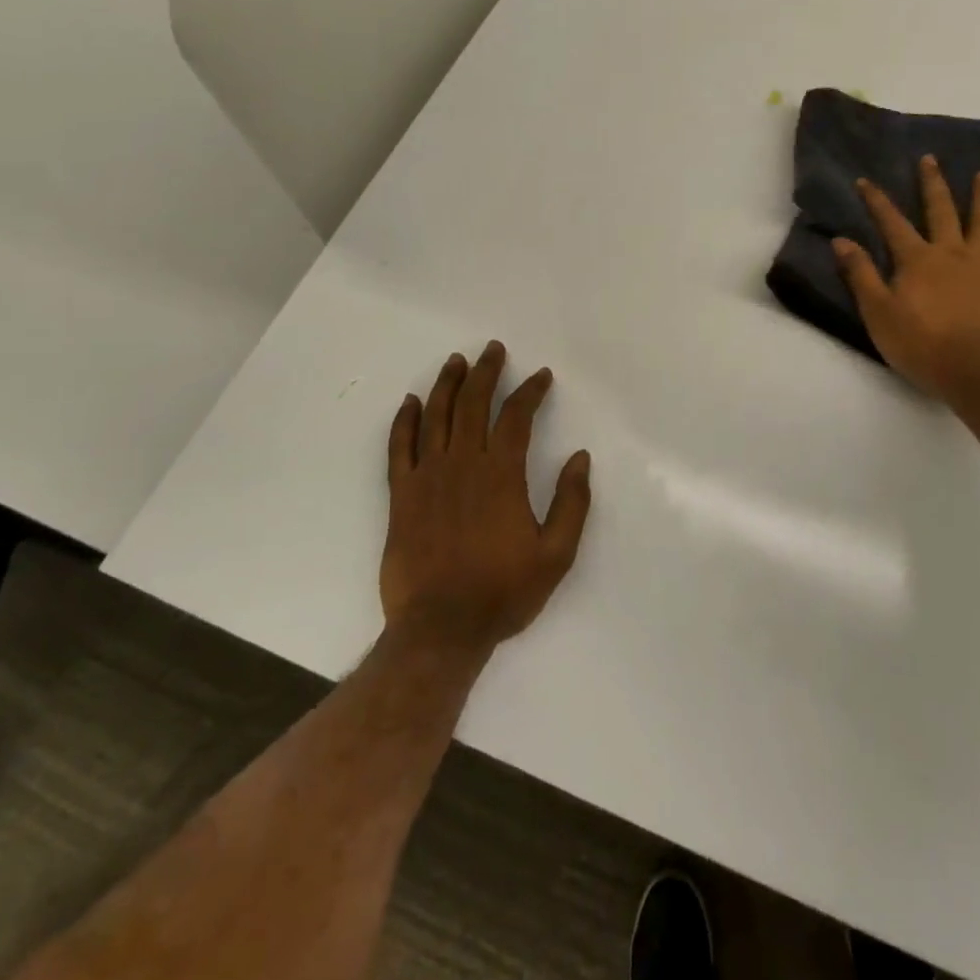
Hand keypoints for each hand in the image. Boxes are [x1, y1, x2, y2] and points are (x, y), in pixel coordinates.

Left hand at [382, 342, 592, 655]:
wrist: (440, 629)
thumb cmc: (503, 592)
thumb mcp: (556, 555)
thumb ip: (571, 503)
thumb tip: (580, 458)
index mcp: (501, 475)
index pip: (516, 417)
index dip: (530, 391)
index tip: (541, 376)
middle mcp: (463, 465)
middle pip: (474, 404)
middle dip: (487, 372)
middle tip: (494, 350)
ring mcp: (427, 477)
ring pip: (436, 416)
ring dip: (448, 384)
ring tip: (457, 361)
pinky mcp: (401, 495)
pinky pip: (399, 447)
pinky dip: (404, 421)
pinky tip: (410, 402)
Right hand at [832, 157, 979, 402]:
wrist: (972, 370)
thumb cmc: (918, 344)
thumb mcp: (877, 311)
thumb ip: (861, 274)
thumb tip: (841, 240)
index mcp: (917, 259)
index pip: (891, 223)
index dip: (877, 201)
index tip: (865, 180)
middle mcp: (951, 253)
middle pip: (941, 212)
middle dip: (932, 185)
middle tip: (930, 159)